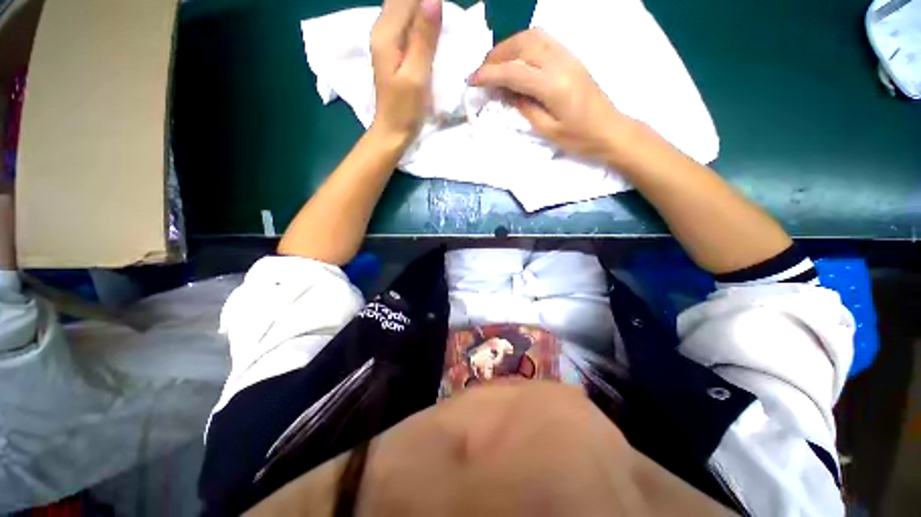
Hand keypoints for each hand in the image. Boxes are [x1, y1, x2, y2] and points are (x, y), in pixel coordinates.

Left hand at [369, 0, 442, 143]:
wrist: (392, 131)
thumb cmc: (405, 109)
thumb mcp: (416, 75)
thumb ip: (424, 38)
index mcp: (386, 32)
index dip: (428, 1)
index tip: (446, 13)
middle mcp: (382, 29)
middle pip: (404, 0)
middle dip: (426, 5)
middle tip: (447, 22)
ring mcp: (386, 39)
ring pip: (406, 10)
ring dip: (425, 14)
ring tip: (443, 27)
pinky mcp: (392, 50)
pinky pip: (407, 25)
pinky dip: (422, 25)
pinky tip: (433, 35)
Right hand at [469, 29, 637, 163]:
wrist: (610, 129)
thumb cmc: (579, 138)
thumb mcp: (547, 130)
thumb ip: (525, 107)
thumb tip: (506, 92)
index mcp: (553, 85)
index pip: (514, 70)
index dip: (489, 73)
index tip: (472, 80)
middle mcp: (560, 62)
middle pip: (522, 44)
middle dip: (496, 55)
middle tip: (481, 71)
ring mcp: (568, 55)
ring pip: (532, 35)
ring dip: (509, 45)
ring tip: (496, 64)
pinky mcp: (571, 56)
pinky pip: (543, 39)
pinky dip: (523, 44)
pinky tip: (516, 59)